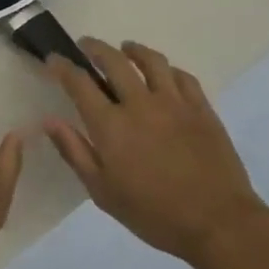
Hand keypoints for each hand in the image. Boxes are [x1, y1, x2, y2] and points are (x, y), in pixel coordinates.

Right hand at [45, 39, 268, 266]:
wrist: (218, 223)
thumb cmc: (153, 213)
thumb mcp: (103, 192)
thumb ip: (75, 151)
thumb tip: (50, 121)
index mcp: (111, 125)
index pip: (79, 83)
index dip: (63, 66)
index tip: (54, 59)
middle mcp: (140, 103)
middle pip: (114, 61)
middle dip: (95, 48)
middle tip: (86, 46)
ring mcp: (174, 103)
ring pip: (151, 61)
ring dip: (134, 50)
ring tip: (126, 48)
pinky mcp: (202, 108)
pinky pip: (183, 76)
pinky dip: (168, 69)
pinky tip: (164, 73)